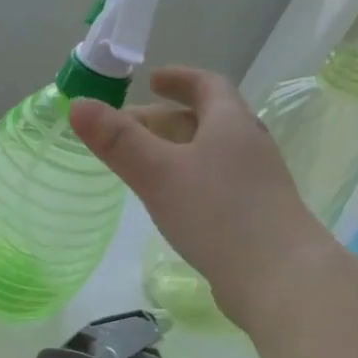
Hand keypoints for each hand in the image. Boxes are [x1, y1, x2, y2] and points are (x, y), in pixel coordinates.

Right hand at [69, 66, 333, 325]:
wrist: (280, 278)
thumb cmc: (219, 215)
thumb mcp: (159, 174)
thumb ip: (118, 142)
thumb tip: (78, 104)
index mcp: (230, 124)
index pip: (207, 85)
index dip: (179, 79)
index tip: (151, 80)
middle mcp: (248, 146)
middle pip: (206, 120)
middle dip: (165, 119)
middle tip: (126, 130)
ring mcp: (256, 183)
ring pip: (210, 154)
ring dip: (177, 151)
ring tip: (143, 165)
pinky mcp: (254, 216)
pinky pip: (215, 184)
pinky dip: (188, 181)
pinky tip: (171, 204)